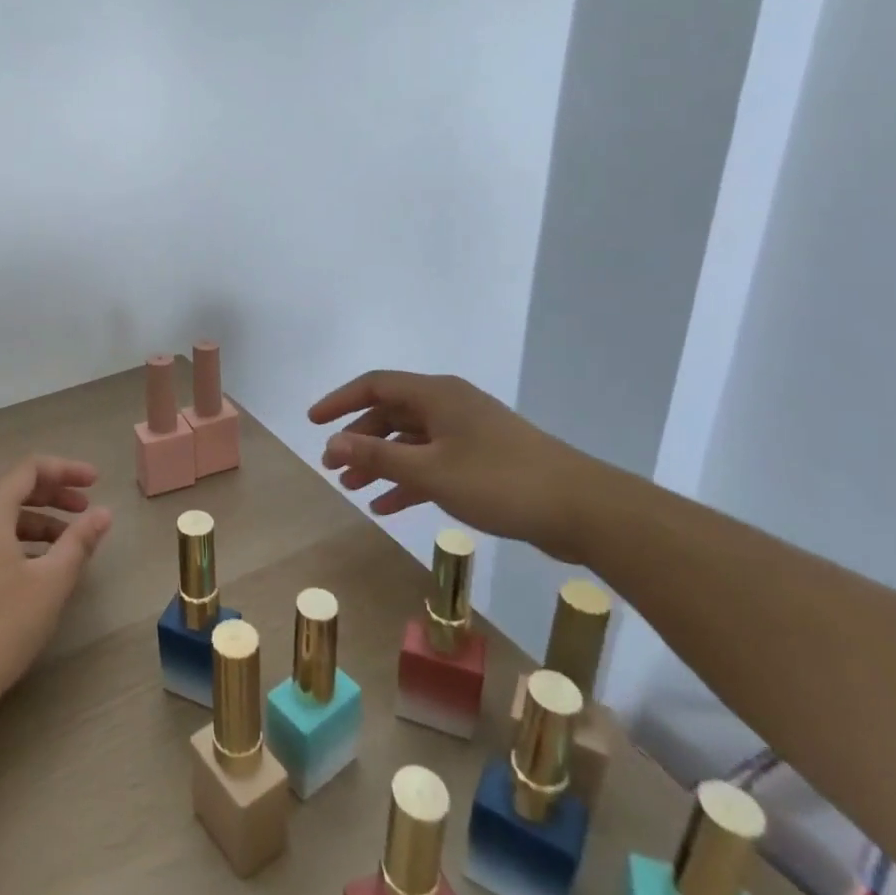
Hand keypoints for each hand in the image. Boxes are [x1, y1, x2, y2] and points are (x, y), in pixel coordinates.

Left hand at [0, 455, 113, 724]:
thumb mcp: (50, 582)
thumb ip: (79, 542)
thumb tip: (103, 513)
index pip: (30, 470)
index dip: (66, 470)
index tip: (97, 483)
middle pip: (15, 492)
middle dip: (55, 496)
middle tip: (88, 511)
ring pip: (2, 520)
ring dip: (39, 524)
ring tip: (70, 546)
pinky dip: (20, 544)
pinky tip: (39, 571)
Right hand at [310, 370, 606, 563]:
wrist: (582, 509)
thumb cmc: (499, 480)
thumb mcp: (429, 470)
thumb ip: (377, 457)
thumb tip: (331, 444)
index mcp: (437, 395)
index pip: (375, 385)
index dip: (339, 401)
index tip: (313, 423)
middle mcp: (449, 406)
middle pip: (391, 413)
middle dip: (358, 439)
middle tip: (333, 466)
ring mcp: (468, 433)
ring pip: (410, 440)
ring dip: (380, 462)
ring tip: (353, 488)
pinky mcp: (482, 461)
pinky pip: (432, 463)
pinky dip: (408, 481)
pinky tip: (387, 506)